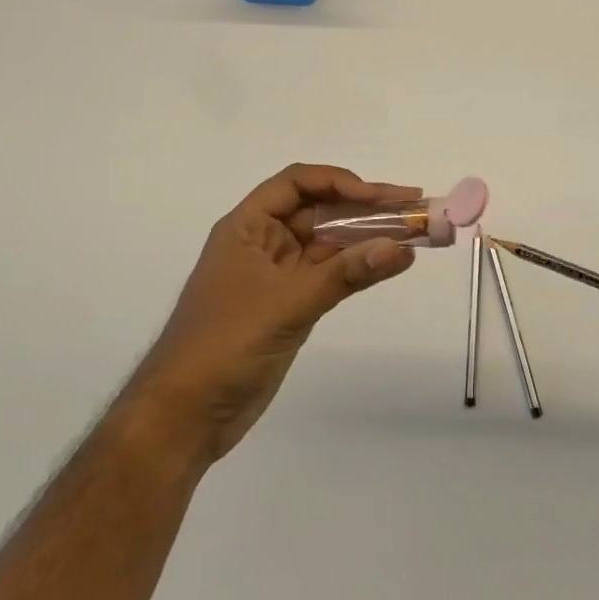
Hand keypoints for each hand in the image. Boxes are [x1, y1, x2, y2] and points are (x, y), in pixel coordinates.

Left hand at [146, 164, 419, 462]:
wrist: (184, 417)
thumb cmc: (224, 344)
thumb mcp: (287, 303)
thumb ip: (346, 274)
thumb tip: (401, 248)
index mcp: (247, 226)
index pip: (297, 183)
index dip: (339, 182)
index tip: (378, 197)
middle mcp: (263, 242)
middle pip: (319, 210)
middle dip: (365, 206)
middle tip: (413, 204)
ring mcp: (278, 274)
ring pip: (329, 243)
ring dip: (368, 236)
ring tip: (414, 230)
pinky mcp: (290, 304)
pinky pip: (331, 274)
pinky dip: (359, 267)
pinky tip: (391, 262)